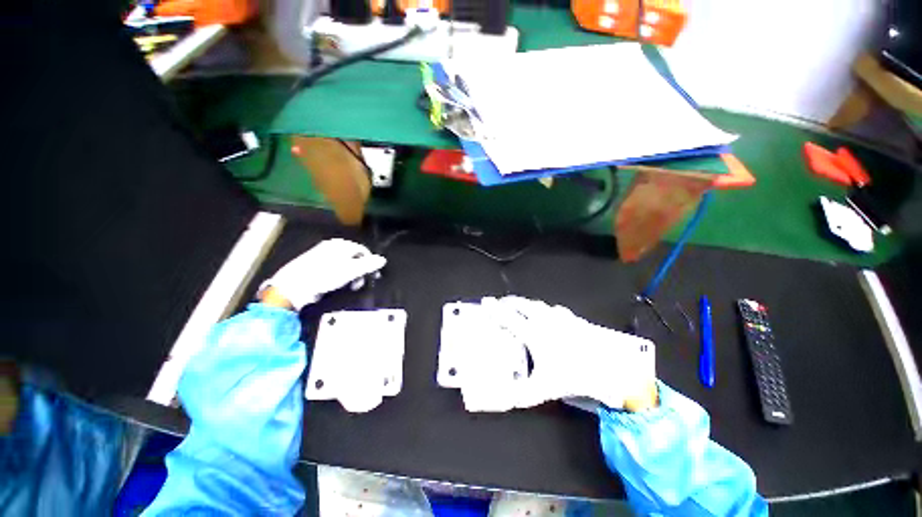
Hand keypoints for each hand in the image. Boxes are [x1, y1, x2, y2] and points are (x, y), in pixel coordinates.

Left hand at [260, 239, 385, 309]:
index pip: (363, 251)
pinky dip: (340, 276)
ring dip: (351, 275)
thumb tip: (383, 260)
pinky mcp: (315, 264)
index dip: (371, 263)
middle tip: (359, 284)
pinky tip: (336, 284)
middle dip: (360, 271)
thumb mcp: (351, 271)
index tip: (373, 277)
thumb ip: (368, 265)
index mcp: (341, 244)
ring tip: (349, 286)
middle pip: (355, 257)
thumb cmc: (325, 275)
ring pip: (345, 264)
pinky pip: (335, 268)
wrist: (293, 286)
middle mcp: (333, 246)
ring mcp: (323, 254)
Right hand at [482, 296, 656, 409]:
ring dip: (525, 304)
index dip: (494, 309)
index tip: (485, 302)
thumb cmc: (573, 375)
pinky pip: (553, 309)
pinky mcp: (572, 318)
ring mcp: (559, 317)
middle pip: (521, 305)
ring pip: (537, 304)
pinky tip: (547, 314)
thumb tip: (503, 397)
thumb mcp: (544, 389)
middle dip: (508, 302)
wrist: (608, 367)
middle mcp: (544, 320)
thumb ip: (521, 394)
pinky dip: (544, 309)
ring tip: (519, 307)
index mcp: (533, 333)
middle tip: (500, 303)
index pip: (508, 317)